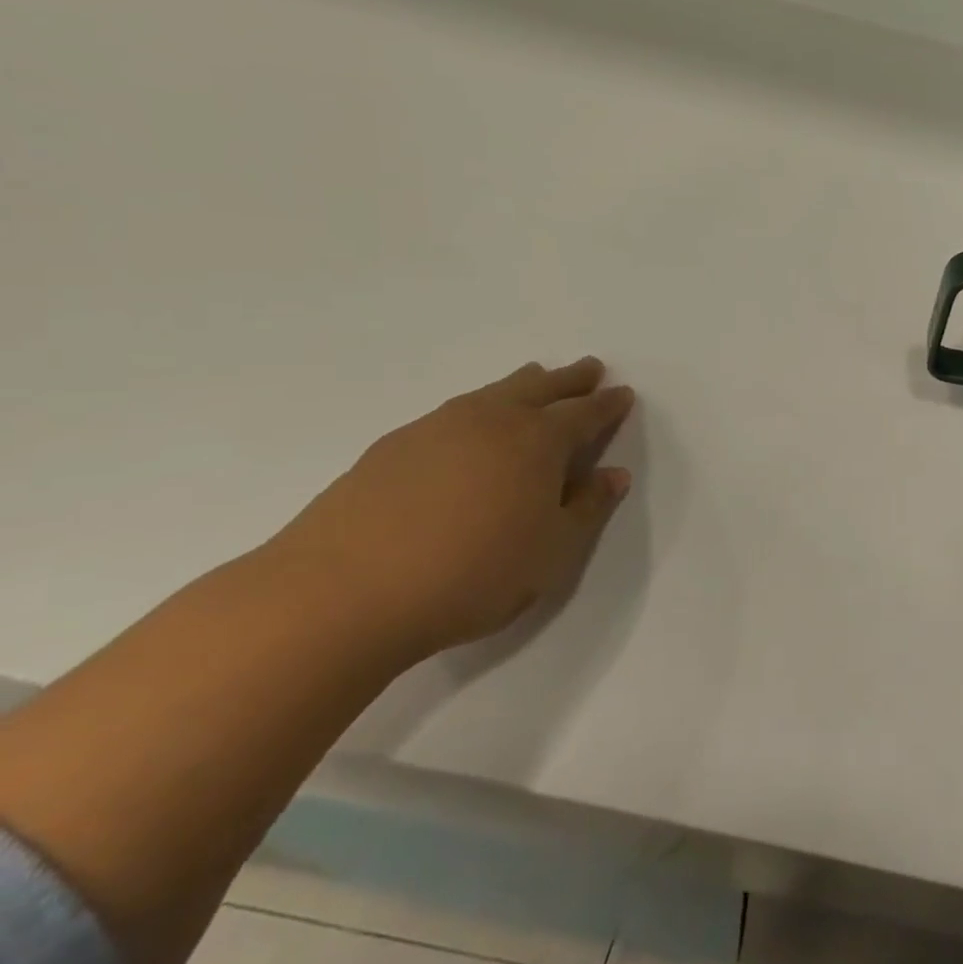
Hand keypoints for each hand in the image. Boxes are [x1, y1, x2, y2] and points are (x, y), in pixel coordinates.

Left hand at [270, 357, 634, 659]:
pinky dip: (476, 409)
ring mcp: (435, 429)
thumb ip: (589, 508)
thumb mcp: (553, 551)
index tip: (623, 393)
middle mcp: (491, 421)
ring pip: (492, 393)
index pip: (585, 413)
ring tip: (535, 378)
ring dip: (522, 384)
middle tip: (589, 368)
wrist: (339, 595)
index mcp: (538, 441)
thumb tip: (613, 474)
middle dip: (570, 379)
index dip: (608, 404)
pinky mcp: (390, 448)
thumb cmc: (472, 574)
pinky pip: (453, 413)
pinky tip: (469, 428)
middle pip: (540, 388)